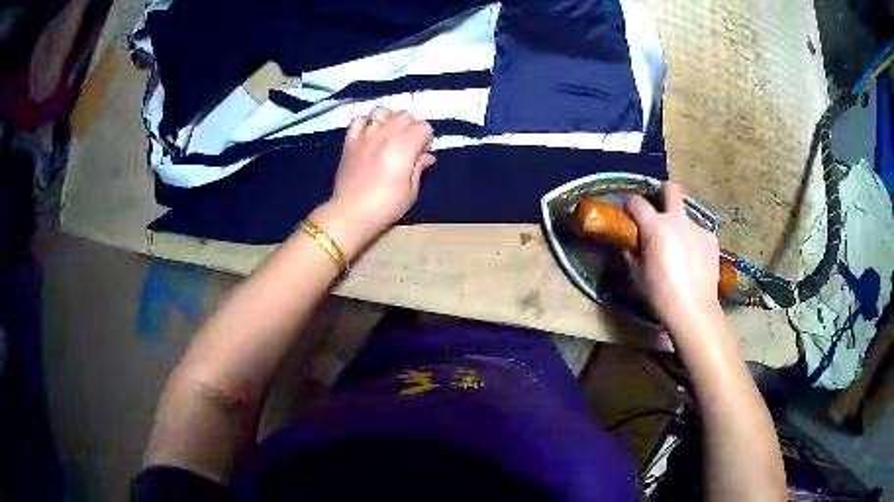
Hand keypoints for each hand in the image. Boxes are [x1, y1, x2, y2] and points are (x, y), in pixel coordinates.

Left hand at [329, 107, 435, 233]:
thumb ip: (419, 167)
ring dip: (390, 119)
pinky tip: (370, 134)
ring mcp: (365, 136)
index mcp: (404, 147)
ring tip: (389, 134)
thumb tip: (428, 156)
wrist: (352, 213)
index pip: (423, 127)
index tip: (422, 152)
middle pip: (404, 115)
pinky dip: (366, 122)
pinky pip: (358, 120)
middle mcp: (386, 135)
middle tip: (408, 144)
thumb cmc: (386, 206)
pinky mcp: (350, 141)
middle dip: (411, 126)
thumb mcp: (411, 191)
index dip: (426, 138)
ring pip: (382, 111)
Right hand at [623, 182, 722, 330]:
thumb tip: (629, 243)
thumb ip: (631, 252)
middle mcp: (678, 220)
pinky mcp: (711, 239)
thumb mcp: (637, 275)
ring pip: (686, 215)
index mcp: (656, 226)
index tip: (628, 212)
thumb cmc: (660, 295)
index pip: (637, 201)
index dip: (629, 204)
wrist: (694, 311)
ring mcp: (697, 228)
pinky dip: (692, 240)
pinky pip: (698, 232)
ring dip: (679, 223)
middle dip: (662, 193)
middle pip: (671, 189)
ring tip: (679, 246)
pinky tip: (693, 259)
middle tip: (659, 209)